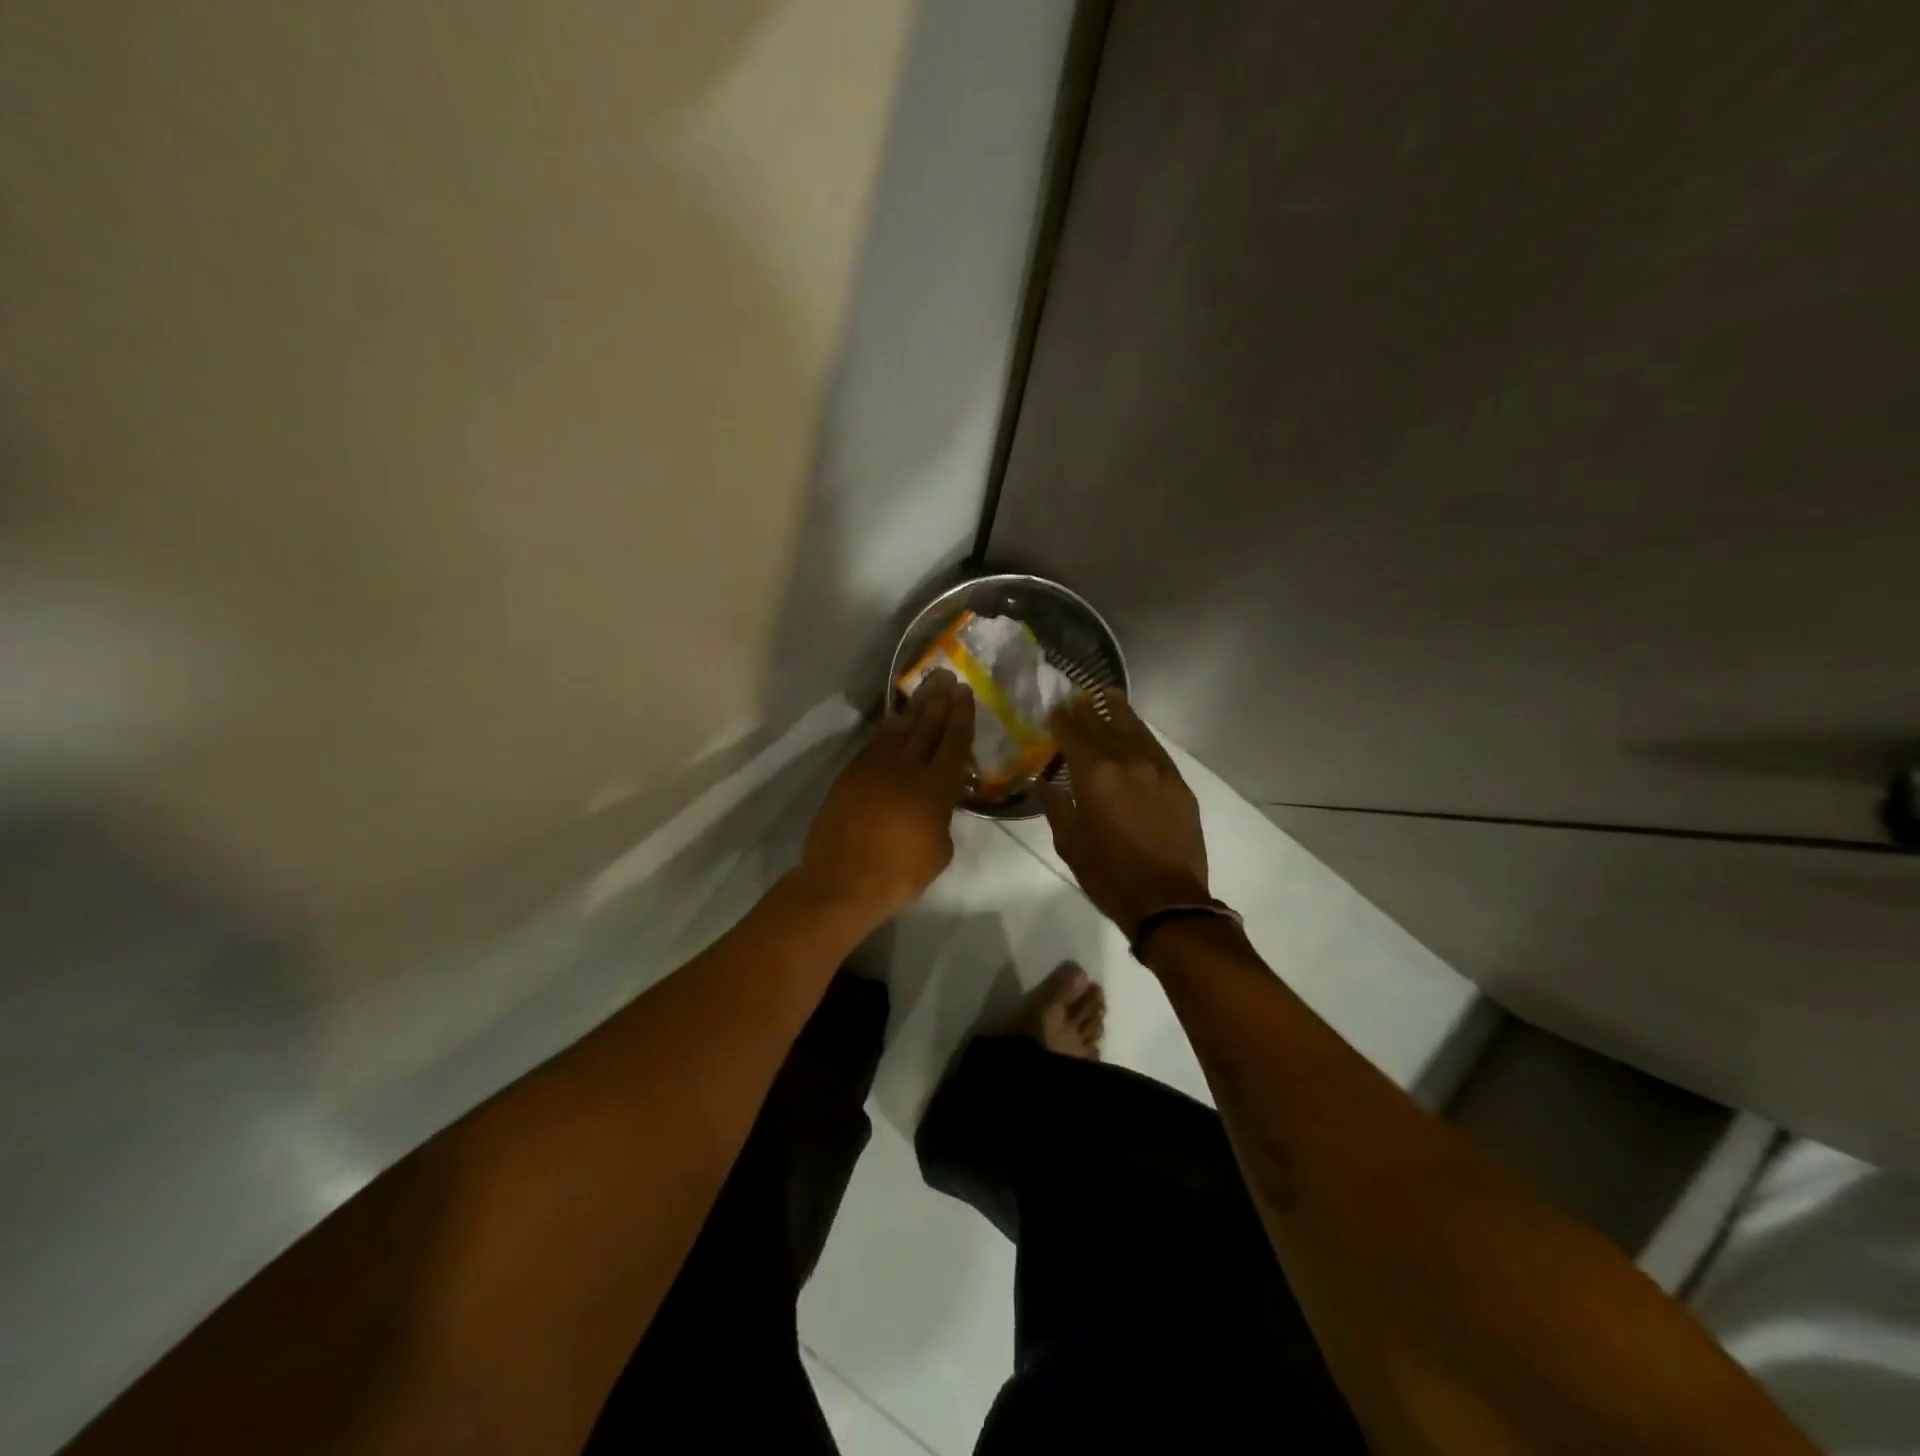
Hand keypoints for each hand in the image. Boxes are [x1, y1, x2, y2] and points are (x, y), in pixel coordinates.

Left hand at [799, 672, 974, 923]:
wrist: (842, 881)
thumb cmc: (898, 874)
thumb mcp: (939, 850)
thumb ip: (943, 817)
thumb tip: (939, 802)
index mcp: (934, 788)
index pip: (953, 743)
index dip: (961, 716)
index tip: (965, 693)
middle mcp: (906, 769)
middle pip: (926, 727)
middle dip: (939, 701)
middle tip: (947, 677)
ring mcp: (874, 768)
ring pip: (900, 729)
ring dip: (915, 707)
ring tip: (927, 687)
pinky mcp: (852, 774)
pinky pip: (875, 742)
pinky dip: (888, 727)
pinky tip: (895, 719)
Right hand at [1034, 693, 1210, 936]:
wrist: (1167, 900)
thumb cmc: (1109, 875)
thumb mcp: (1070, 843)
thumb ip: (1056, 805)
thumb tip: (1043, 783)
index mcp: (1096, 774)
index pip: (1073, 732)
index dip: (1061, 718)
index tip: (1053, 708)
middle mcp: (1127, 760)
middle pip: (1103, 723)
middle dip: (1086, 708)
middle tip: (1075, 696)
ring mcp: (1158, 769)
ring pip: (1134, 728)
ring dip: (1117, 710)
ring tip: (1106, 694)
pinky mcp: (1178, 783)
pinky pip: (1154, 748)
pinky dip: (1140, 734)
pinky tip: (1134, 731)